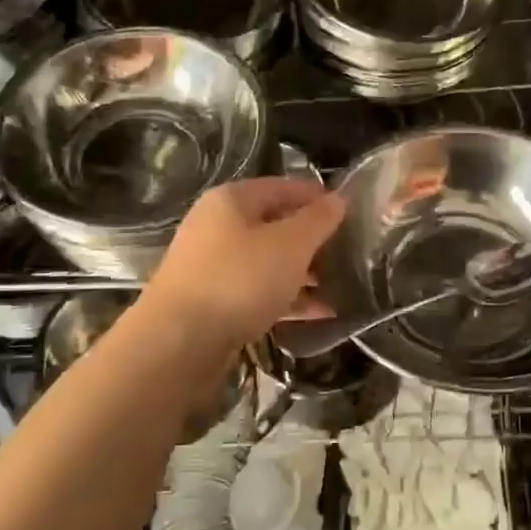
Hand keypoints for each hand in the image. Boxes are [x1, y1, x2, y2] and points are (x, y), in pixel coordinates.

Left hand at [144, 177, 345, 348]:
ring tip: (343, 284)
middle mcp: (218, 227)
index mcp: (232, 200)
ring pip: (269, 261)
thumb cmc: (239, 279)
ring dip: (305, 272)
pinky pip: (260, 292)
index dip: (318, 196)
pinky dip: (289, 299)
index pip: (284, 186)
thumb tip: (338, 199)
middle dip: (313, 239)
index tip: (352, 212)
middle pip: (275, 224)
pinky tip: (322, 313)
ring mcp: (213, 266)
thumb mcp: (290, 244)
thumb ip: (317, 220)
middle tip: (350, 252)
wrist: (178, 342)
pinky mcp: (215, 302)